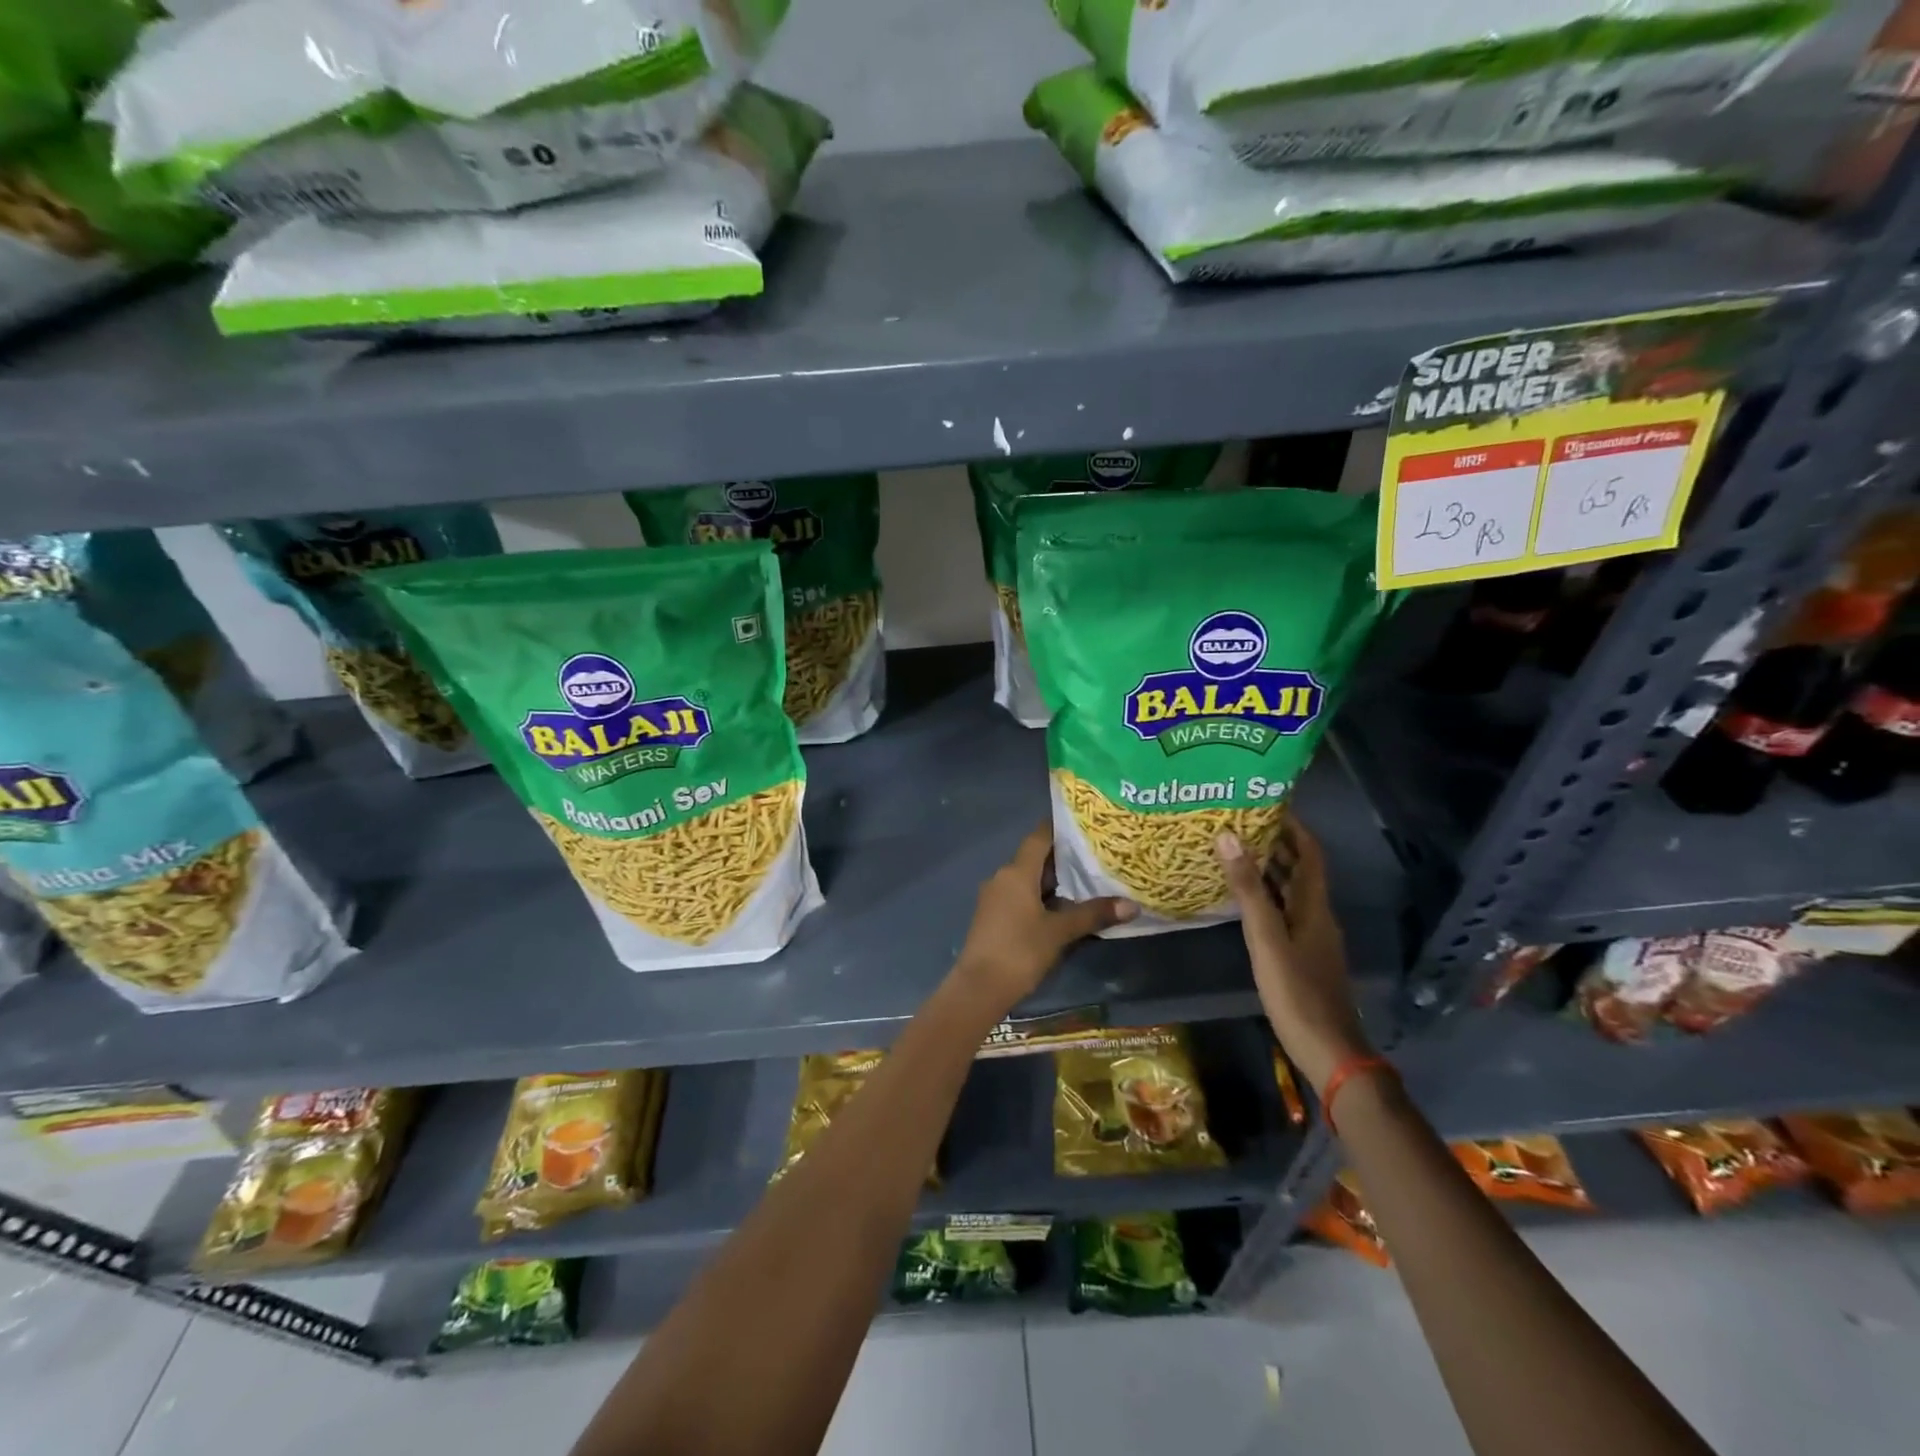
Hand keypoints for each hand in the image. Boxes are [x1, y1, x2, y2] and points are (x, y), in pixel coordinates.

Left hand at [951, 823, 1136, 1015]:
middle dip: (1064, 857)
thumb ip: (1093, 914)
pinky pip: (1021, 896)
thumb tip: (1131, 905)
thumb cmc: (1020, 951)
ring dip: (1054, 881)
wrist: (979, 988)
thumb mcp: (1060, 932)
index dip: (1060, 828)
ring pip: (1029, 879)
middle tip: (1097, 854)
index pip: (1039, 837)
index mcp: (1016, 872)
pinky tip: (1064, 908)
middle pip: (1035, 858)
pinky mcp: (994, 917)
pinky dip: (1042, 897)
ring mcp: (995, 898)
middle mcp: (1003, 877)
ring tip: (1088, 880)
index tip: (1085, 824)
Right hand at [1216, 822, 1369, 1095]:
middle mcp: (1317, 915)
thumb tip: (1228, 836)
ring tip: (1234, 851)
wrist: (1329, 1051)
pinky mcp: (1303, 955)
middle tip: (1239, 822)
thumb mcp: (1266, 938)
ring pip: (1291, 892)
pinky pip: (1284, 912)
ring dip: (1269, 869)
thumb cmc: (1297, 991)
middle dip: (1275, 843)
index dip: (1293, 826)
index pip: (1310, 853)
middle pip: (1300, 869)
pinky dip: (1266, 897)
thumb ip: (1248, 889)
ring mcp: (1312, 937)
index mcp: (1315, 906)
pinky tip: (1243, 900)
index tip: (1266, 803)